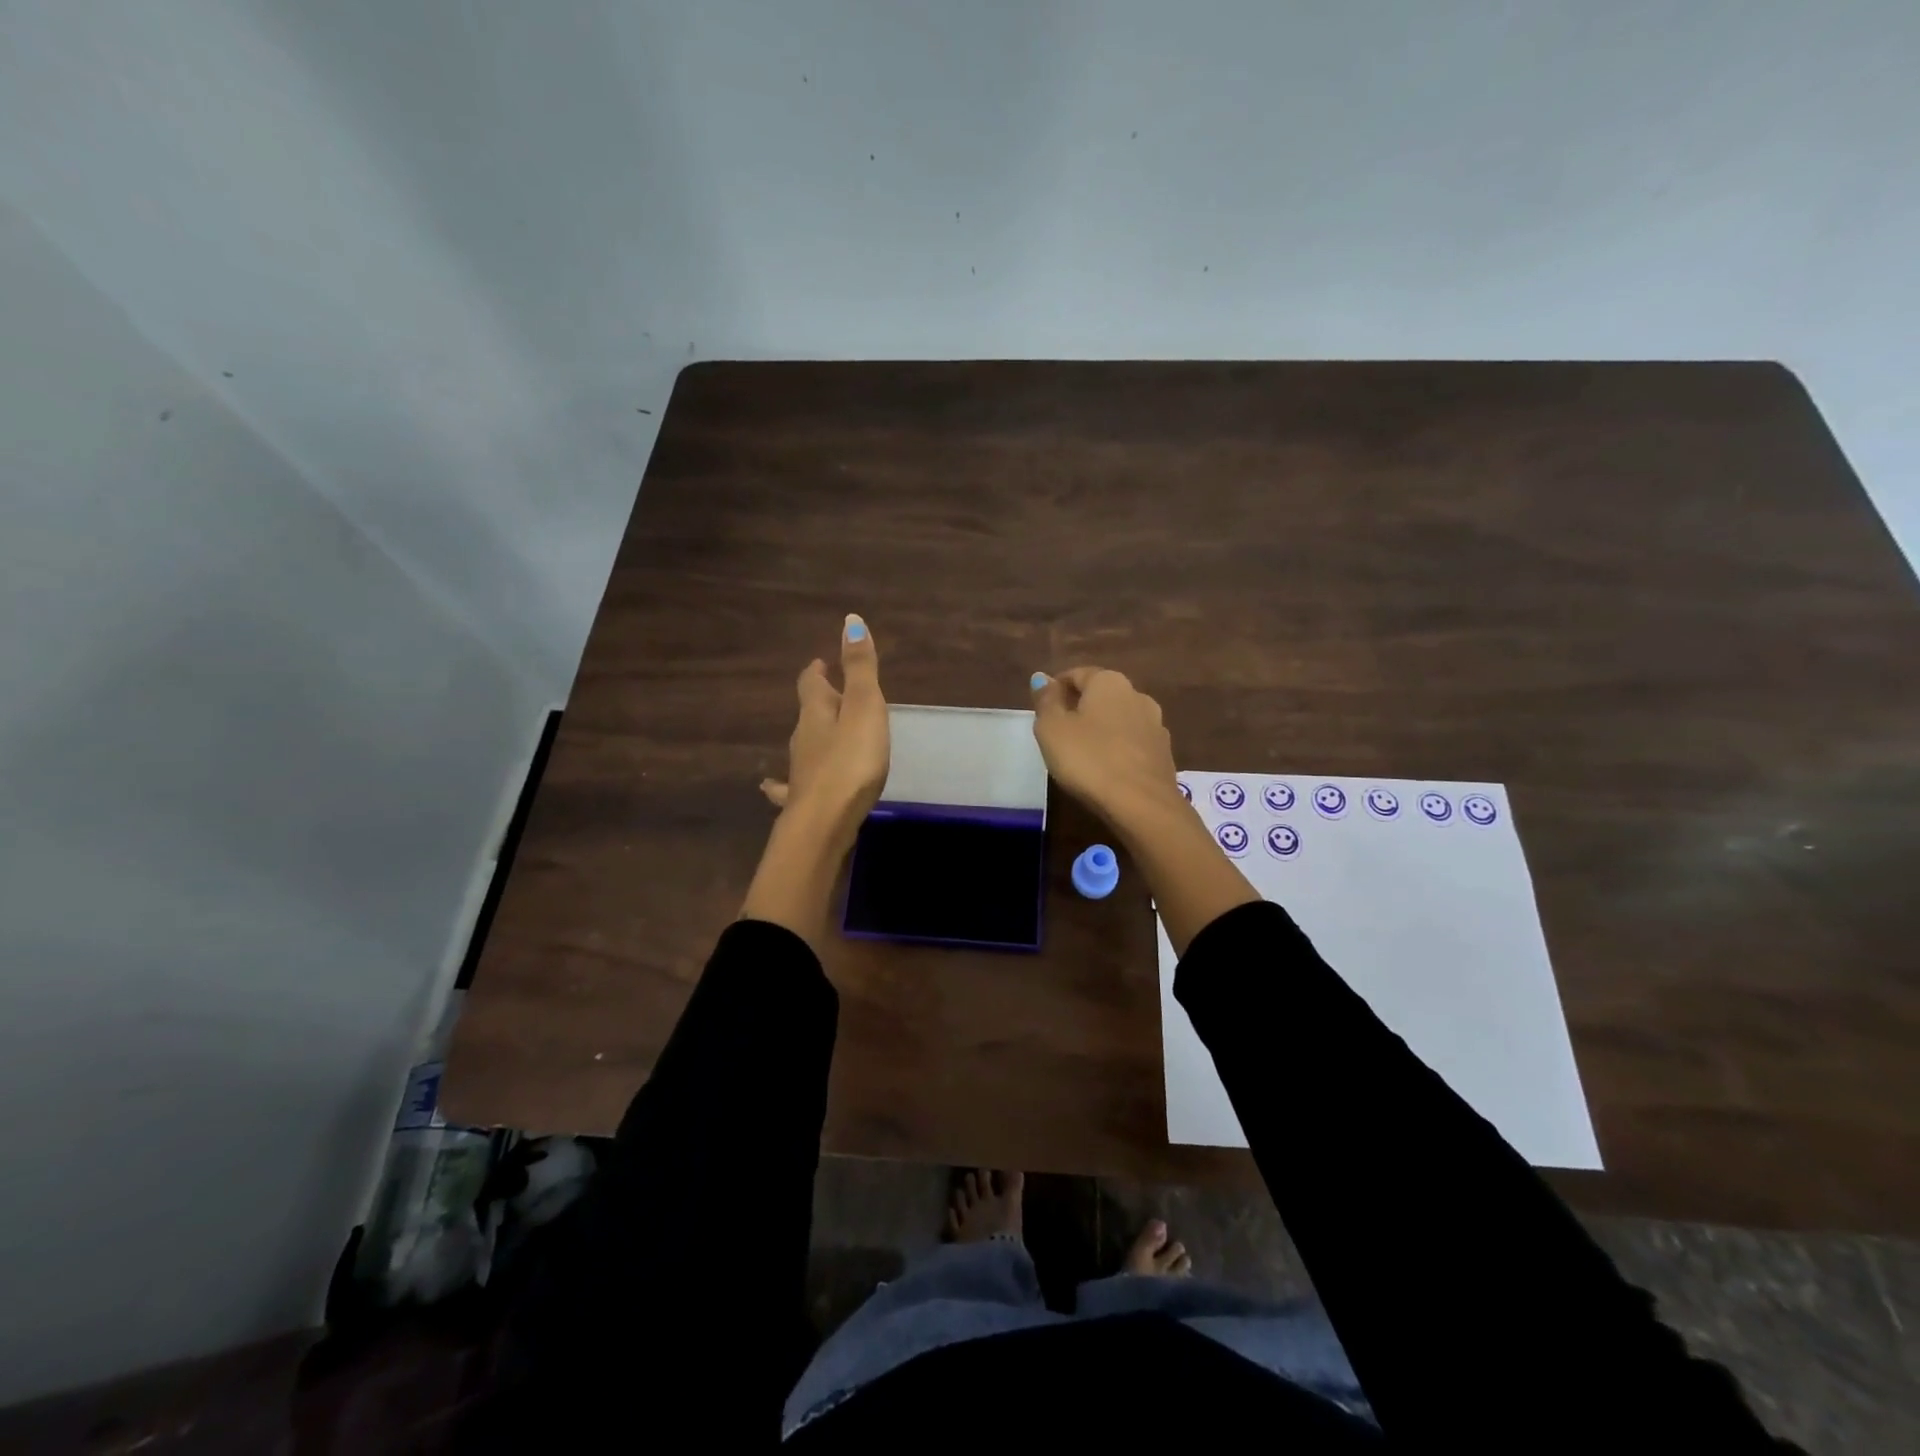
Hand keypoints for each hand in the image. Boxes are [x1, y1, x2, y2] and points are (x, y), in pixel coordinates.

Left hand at [760, 615, 889, 849]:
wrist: (824, 822)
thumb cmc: (851, 761)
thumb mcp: (864, 708)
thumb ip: (860, 668)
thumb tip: (850, 620)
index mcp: (816, 712)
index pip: (811, 683)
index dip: (817, 671)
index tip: (821, 662)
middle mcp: (803, 738)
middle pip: (809, 712)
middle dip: (820, 701)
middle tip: (833, 694)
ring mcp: (800, 770)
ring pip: (805, 745)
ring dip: (815, 735)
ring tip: (828, 733)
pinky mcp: (803, 800)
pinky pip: (793, 784)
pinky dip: (786, 780)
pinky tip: (773, 787)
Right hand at [1030, 666, 1181, 826]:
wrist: (1142, 804)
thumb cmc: (1088, 760)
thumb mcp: (1052, 729)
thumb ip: (1046, 701)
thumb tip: (1042, 678)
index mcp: (1109, 682)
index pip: (1076, 674)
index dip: (1056, 688)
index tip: (1042, 710)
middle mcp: (1137, 695)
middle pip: (1101, 695)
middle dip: (1080, 708)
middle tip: (1058, 732)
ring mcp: (1156, 724)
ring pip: (1119, 719)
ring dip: (1101, 729)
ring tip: (1082, 752)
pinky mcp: (1164, 753)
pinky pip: (1133, 742)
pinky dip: (1118, 748)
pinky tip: (1106, 768)